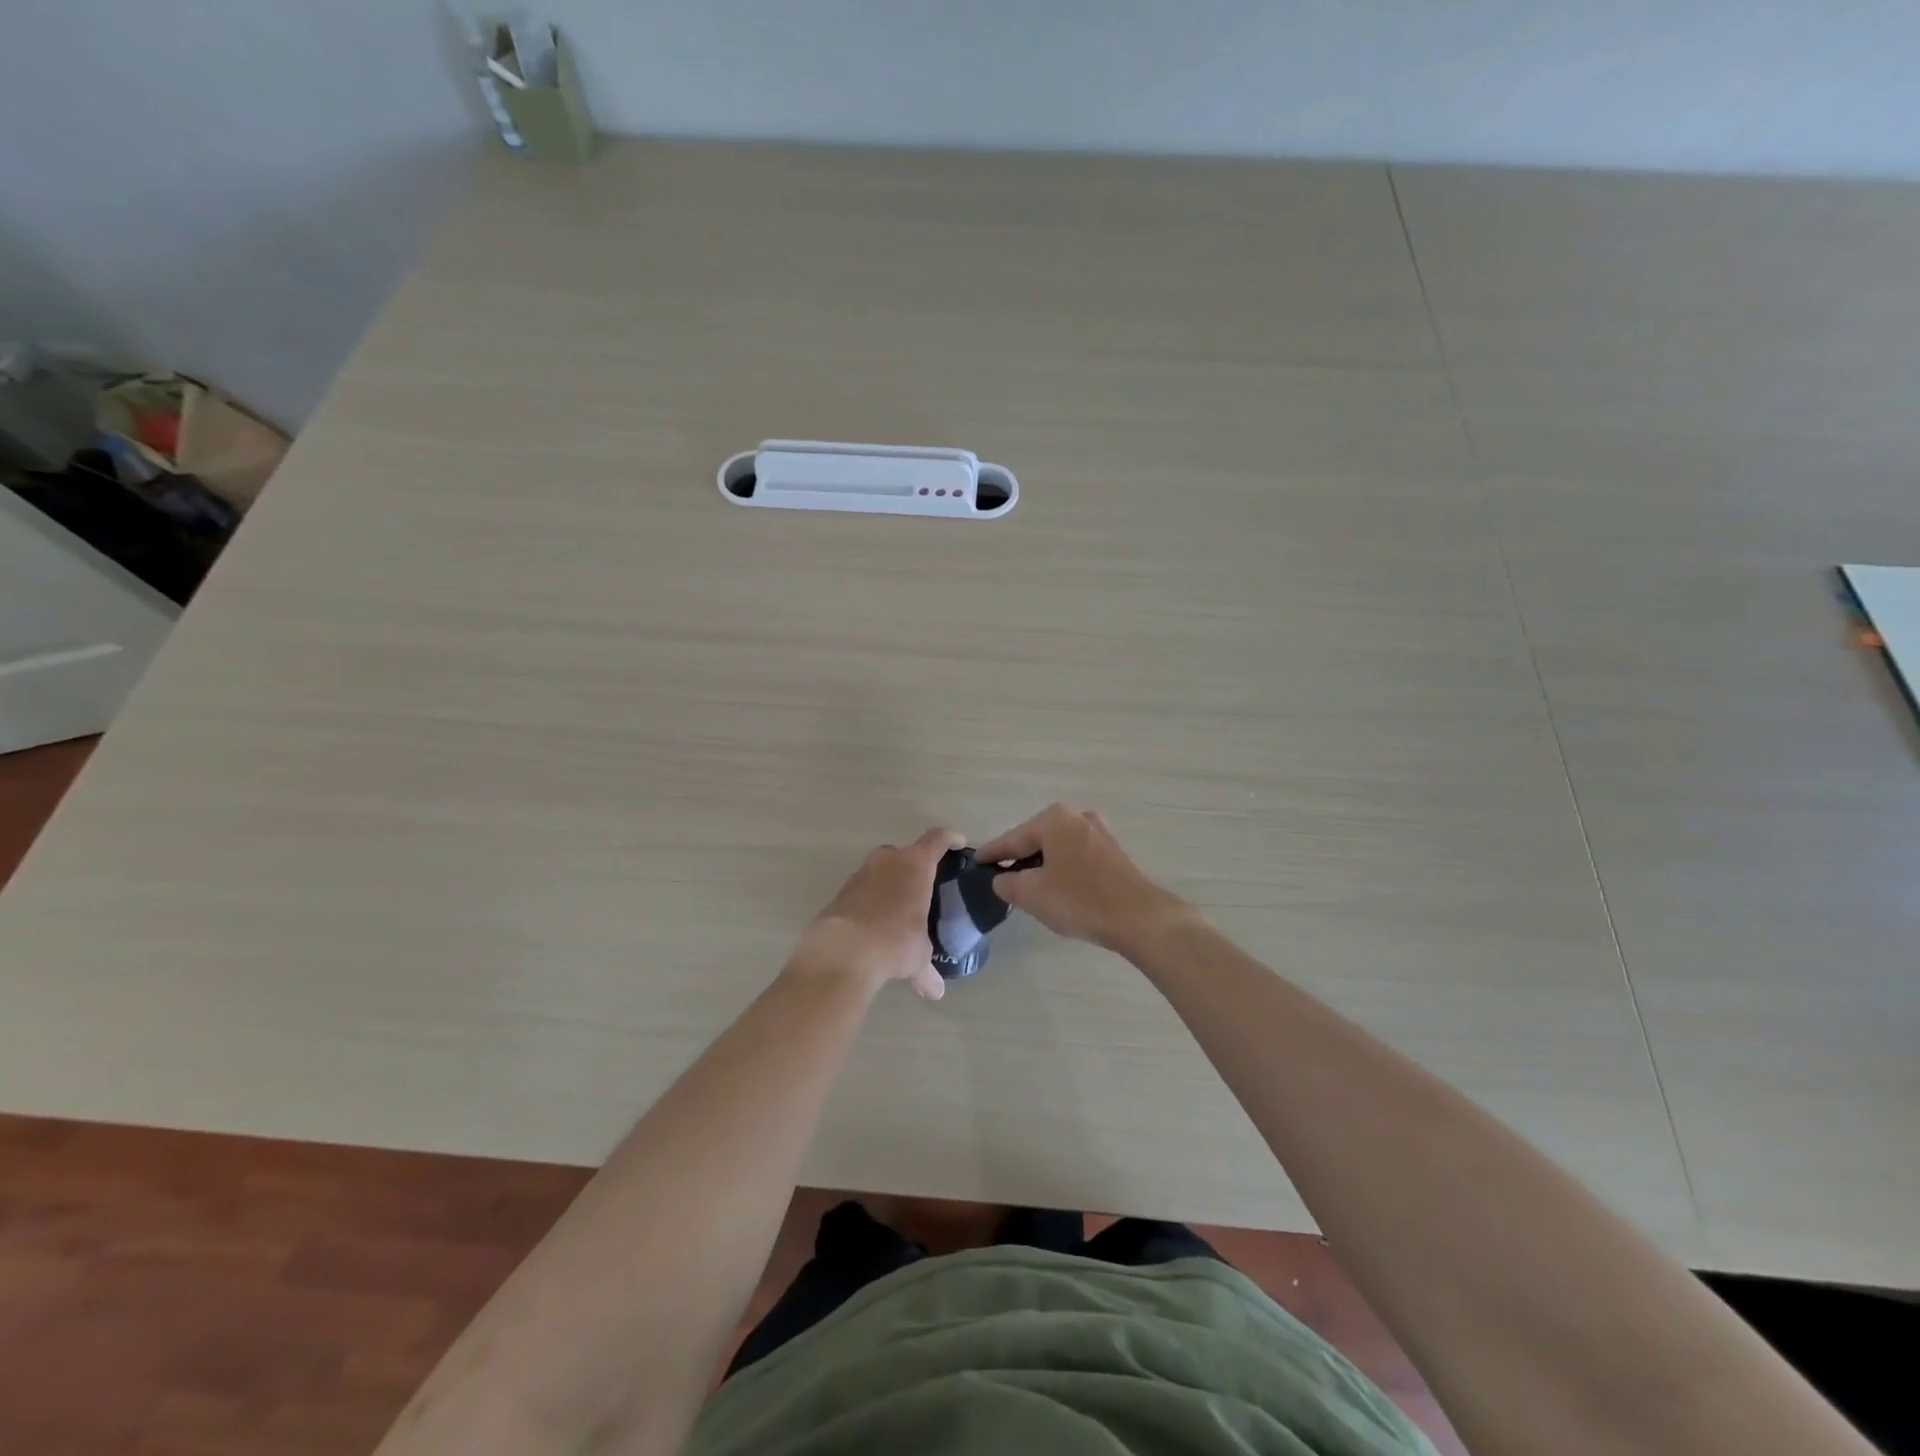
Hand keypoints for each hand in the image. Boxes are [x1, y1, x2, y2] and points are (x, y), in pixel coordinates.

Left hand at [786, 827, 964, 999]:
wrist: (842, 951)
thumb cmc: (895, 942)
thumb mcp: (918, 958)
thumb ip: (927, 971)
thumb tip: (936, 992)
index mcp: (915, 865)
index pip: (937, 839)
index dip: (950, 839)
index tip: (959, 843)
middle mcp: (887, 861)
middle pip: (905, 853)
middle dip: (914, 866)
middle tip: (923, 886)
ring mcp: (860, 874)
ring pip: (880, 870)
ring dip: (889, 884)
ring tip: (897, 909)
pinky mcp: (840, 892)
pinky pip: (862, 890)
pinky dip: (870, 900)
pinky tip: (874, 924)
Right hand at [977, 804, 1188, 953]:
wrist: (1139, 917)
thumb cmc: (1079, 900)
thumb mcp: (1031, 894)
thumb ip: (1007, 883)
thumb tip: (1002, 879)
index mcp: (1054, 819)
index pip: (1012, 839)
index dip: (992, 854)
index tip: (975, 863)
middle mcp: (1077, 817)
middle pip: (1036, 840)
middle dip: (1019, 860)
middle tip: (1001, 881)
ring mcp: (1099, 833)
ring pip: (1058, 849)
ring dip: (1042, 867)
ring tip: (1028, 889)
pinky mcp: (1114, 852)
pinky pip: (1076, 857)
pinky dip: (1062, 870)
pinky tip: (1058, 890)